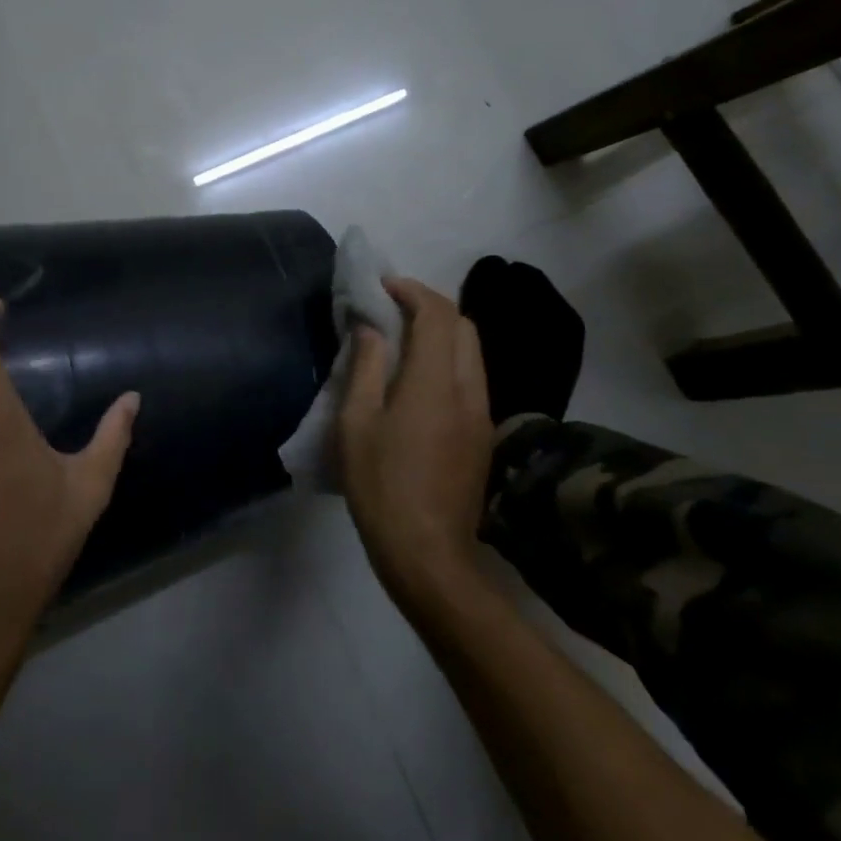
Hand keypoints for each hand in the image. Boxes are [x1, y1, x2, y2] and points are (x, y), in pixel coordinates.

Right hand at [337, 277, 493, 605]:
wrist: (428, 553)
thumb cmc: (381, 485)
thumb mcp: (356, 423)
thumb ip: (366, 367)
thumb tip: (370, 327)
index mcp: (435, 382)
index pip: (437, 314)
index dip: (412, 290)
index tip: (383, 287)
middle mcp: (468, 389)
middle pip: (463, 326)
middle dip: (430, 306)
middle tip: (393, 308)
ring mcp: (482, 414)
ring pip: (472, 352)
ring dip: (442, 332)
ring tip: (404, 339)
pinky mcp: (483, 435)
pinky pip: (471, 378)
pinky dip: (449, 360)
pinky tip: (420, 379)